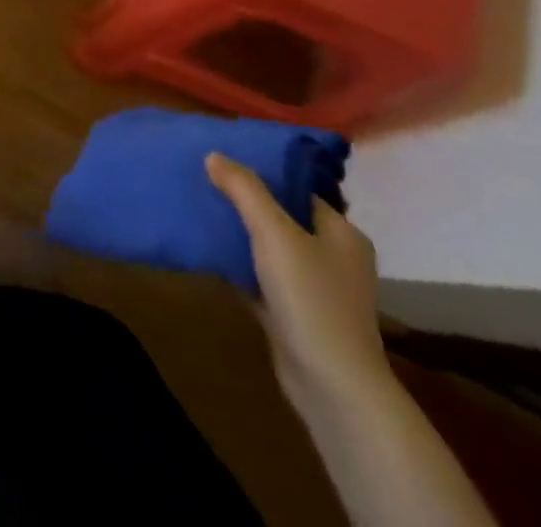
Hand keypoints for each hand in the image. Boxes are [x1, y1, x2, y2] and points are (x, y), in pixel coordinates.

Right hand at [205, 153, 390, 416]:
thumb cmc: (311, 297)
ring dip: (238, 233)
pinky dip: (237, 264)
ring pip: (268, 248)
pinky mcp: (294, 314)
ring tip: (199, 209)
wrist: (331, 386)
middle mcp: (333, 257)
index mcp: (341, 233)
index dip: (262, 172)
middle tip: (204, 181)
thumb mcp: (274, 233)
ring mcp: (315, 288)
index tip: (223, 160)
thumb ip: (244, 189)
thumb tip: (214, 155)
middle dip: (244, 202)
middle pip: (281, 217)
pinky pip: (260, 277)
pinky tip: (207, 251)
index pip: (298, 188)